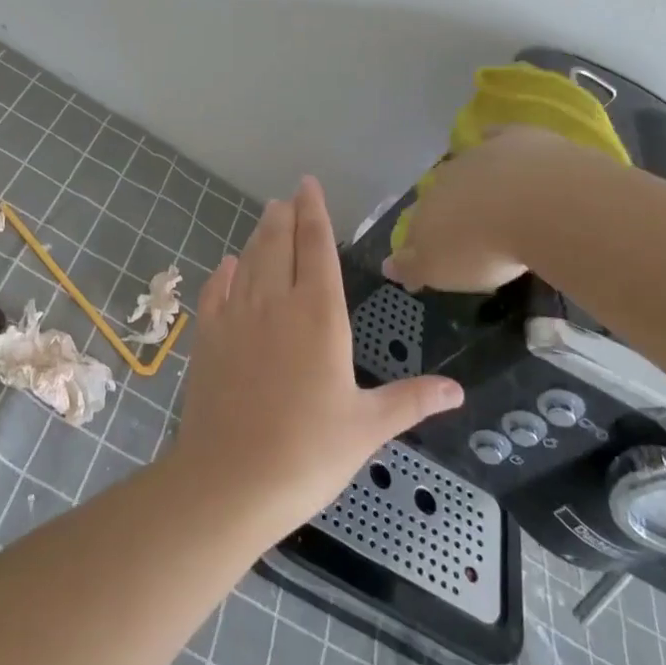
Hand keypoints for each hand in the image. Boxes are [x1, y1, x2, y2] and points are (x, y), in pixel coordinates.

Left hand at [173, 177, 463, 537]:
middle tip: (288, 197)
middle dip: (285, 217)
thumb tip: (458, 392)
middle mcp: (275, 302)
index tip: (309, 185)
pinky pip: (215, 291)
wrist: (230, 480)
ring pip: (248, 261)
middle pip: (278, 244)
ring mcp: (236, 316)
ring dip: (258, 236)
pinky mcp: (208, 337)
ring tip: (267, 217)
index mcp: (318, 314)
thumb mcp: (367, 427)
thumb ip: (411, 400)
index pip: (316, 247)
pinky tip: (227, 265)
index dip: (314, 212)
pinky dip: (223, 273)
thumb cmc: (308, 452)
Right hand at [383, 126, 561, 291]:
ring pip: (466, 166)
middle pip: (439, 194)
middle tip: (463, 228)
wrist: (538, 204)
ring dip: (472, 180)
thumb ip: (412, 267)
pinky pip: (498, 137)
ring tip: (491, 200)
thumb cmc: (484, 247)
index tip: (430, 257)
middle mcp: (444, 179)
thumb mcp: (440, 270)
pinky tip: (503, 147)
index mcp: (425, 211)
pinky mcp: (515, 139)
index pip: (415, 228)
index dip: (419, 243)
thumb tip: (387, 265)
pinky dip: (496, 141)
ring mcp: (479, 155)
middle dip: (446, 209)